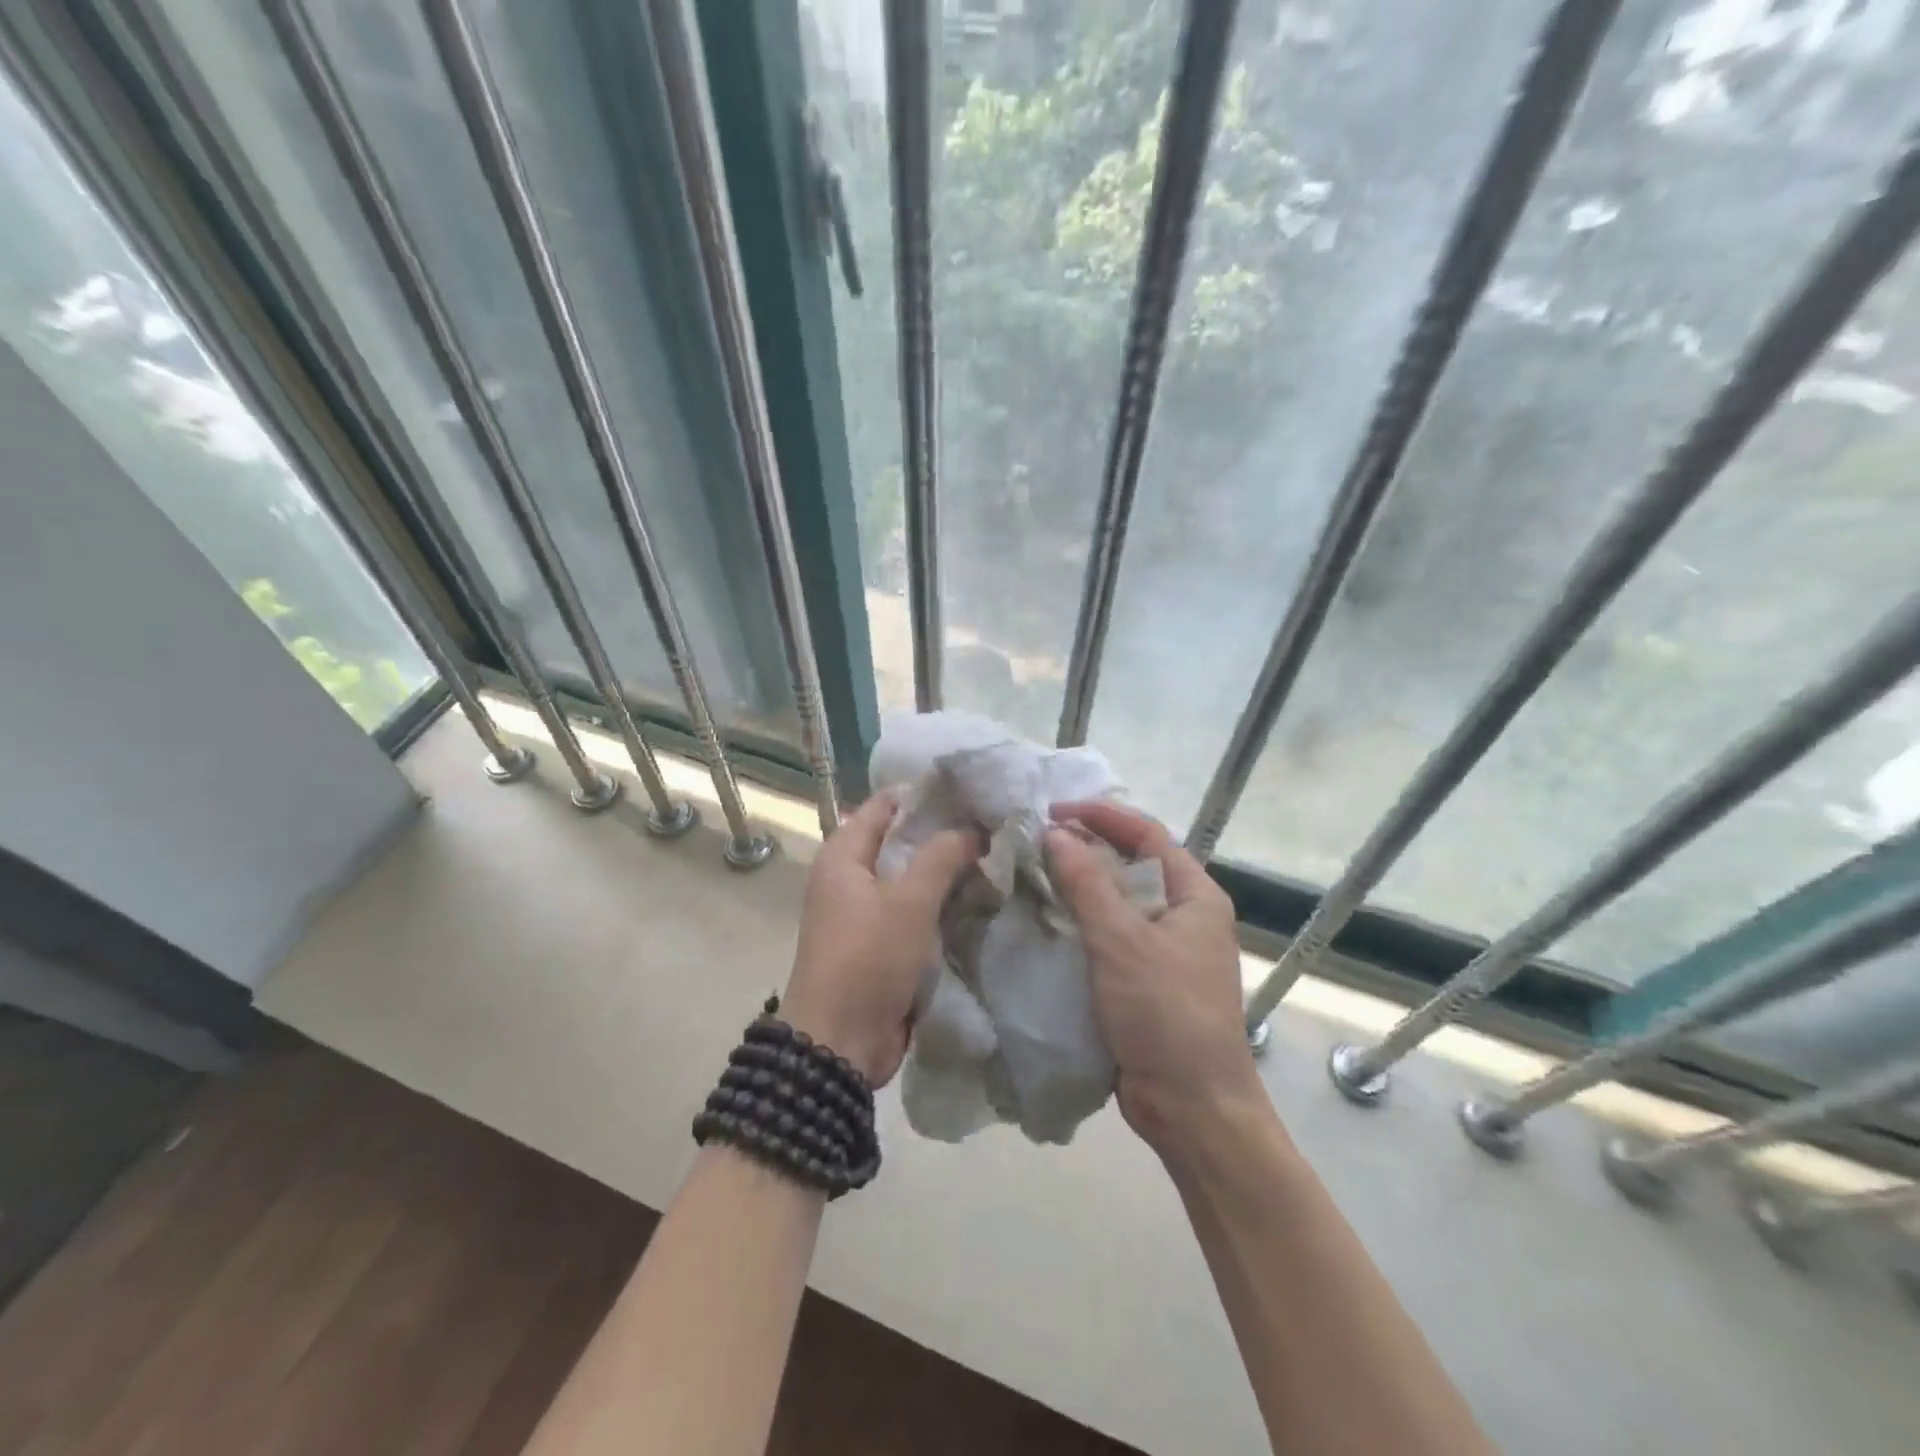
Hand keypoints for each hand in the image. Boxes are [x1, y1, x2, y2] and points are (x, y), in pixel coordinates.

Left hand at [782, 791, 979, 1086]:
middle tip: (995, 825)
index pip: (886, 805)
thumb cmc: (868, 959)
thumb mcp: (908, 901)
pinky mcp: (882, 944)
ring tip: (998, 857)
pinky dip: (943, 904)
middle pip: (902, 842)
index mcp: (844, 855)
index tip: (973, 790)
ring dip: (948, 872)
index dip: (926, 795)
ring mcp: (866, 912)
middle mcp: (851, 877)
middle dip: (945, 835)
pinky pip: (916, 912)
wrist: (840, 1044)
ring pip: (912, 878)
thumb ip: (941, 857)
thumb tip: (972, 828)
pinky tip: (982, 898)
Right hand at [1045, 801, 1262, 1156]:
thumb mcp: (1122, 940)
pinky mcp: (1145, 981)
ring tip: (1032, 875)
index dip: (1102, 816)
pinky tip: (1046, 923)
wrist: (1193, 1108)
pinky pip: (1110, 937)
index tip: (1053, 812)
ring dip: (1080, 887)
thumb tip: (1055, 834)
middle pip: (1132, 865)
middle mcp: (1184, 916)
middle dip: (1086, 849)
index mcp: (1195, 895)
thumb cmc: (1165, 1012)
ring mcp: (1166, 951)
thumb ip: (1086, 883)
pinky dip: (1080, 924)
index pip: (1147, 834)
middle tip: (1036, 842)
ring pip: (1118, 903)